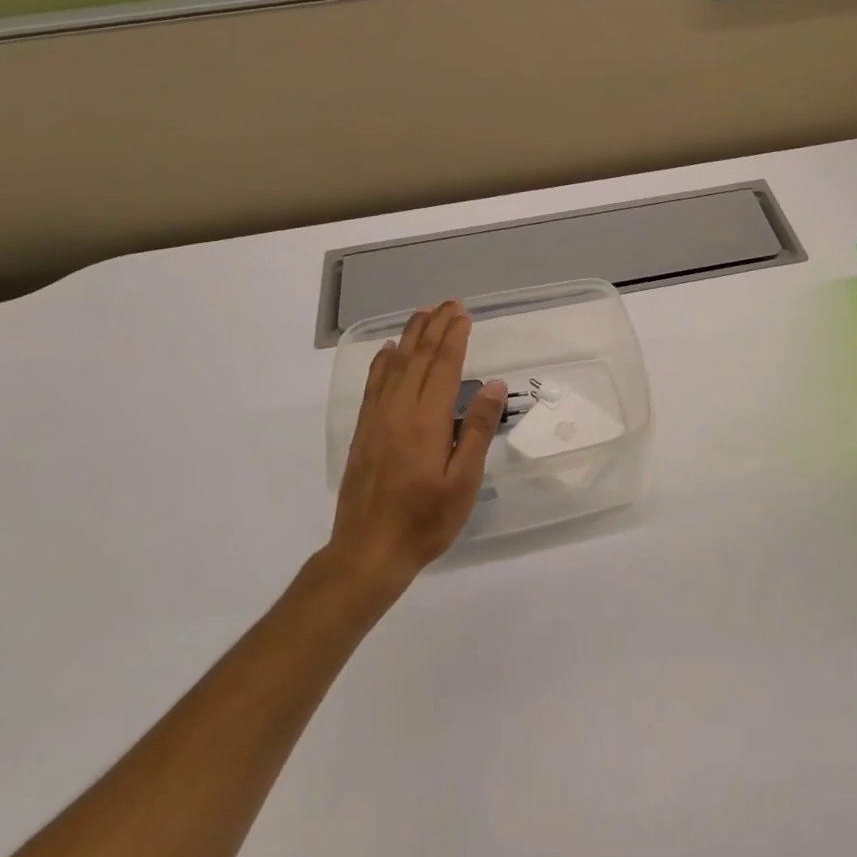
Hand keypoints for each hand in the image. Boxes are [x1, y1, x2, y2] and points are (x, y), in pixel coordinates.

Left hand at [325, 300, 504, 597]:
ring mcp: (377, 419)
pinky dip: (383, 362)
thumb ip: (477, 430)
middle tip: (449, 304)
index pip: (443, 366)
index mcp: (427, 420)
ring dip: (411, 336)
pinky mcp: (363, 431)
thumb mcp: (463, 482)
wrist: (367, 553)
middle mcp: (399, 410)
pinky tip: (389, 351)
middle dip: (435, 327)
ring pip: (395, 365)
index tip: (464, 314)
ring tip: (424, 313)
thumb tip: (492, 385)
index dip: (454, 337)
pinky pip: (373, 385)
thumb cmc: (424, 521)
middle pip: (419, 357)